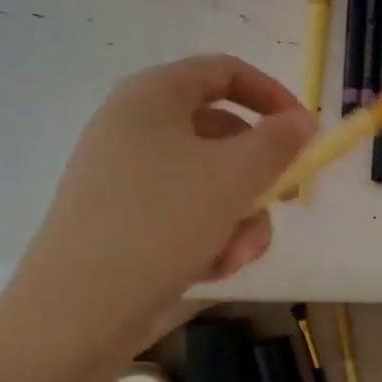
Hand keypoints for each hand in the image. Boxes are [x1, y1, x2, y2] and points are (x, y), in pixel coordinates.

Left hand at [3, 55, 314, 341]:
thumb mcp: (234, 176)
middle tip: (283, 202)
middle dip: (258, 176)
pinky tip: (211, 269)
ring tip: (237, 255)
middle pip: (222, 134)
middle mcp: (135, 127)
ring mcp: (125, 176)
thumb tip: (300, 120)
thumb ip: (278, 141)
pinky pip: (183, 212)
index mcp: (153, 96)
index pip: (224, 71)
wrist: (77, 311)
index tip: (304, 132)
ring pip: (208, 181)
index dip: (272, 95)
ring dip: (238, 217)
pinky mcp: (123, 219)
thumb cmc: (161, 223)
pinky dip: (207, 236)